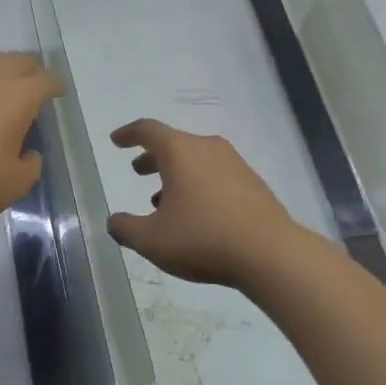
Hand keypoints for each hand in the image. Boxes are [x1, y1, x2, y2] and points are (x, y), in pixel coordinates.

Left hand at [0, 52, 60, 227]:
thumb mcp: (17, 183)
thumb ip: (30, 164)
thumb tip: (28, 153)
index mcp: (16, 97)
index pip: (44, 79)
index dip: (55, 85)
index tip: (59, 93)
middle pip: (16, 61)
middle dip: (30, 70)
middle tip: (35, 85)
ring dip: (1, 72)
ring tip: (4, 90)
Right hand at [107, 119, 298, 289]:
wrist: (271, 253)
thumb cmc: (202, 238)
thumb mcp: (151, 240)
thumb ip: (126, 228)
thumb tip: (114, 221)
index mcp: (180, 151)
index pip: (148, 130)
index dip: (128, 134)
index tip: (117, 141)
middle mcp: (208, 148)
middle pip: (174, 144)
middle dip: (153, 157)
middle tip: (138, 171)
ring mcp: (235, 164)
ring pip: (196, 160)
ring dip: (176, 175)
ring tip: (163, 202)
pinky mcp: (253, 184)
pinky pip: (216, 175)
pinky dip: (198, 186)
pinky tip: (196, 215)